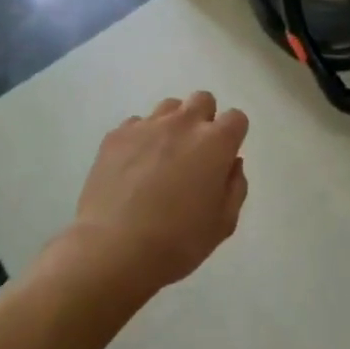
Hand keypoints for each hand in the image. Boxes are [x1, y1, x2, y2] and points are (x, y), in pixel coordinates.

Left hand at [69, 92, 249, 290]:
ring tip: (162, 157)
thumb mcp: (223, 224)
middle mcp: (183, 123)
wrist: (113, 249)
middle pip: (202, 100)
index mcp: (215, 143)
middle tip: (195, 153)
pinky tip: (133, 167)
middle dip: (204, 119)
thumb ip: (235, 187)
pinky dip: (141, 138)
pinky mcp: (116, 135)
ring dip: (173, 125)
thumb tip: (231, 164)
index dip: (233, 136)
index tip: (224, 158)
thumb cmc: (177, 242)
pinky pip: (136, 124)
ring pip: (169, 107)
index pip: (236, 118)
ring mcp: (147, 125)